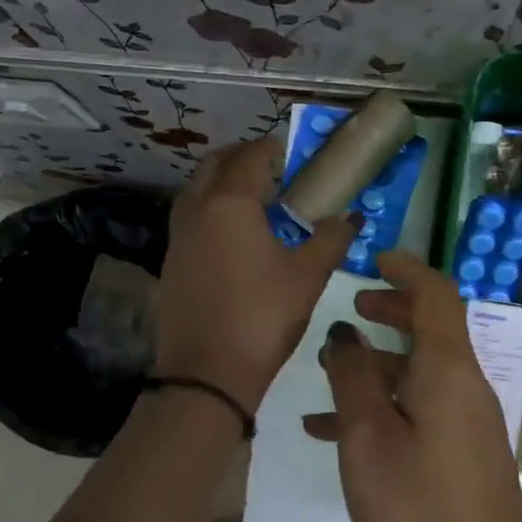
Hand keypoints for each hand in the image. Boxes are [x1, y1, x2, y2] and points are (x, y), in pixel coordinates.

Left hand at [155, 138, 358, 411]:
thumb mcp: (308, 277)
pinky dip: (210, 212)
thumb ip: (331, 239)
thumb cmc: (263, 316)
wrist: (207, 373)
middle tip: (272, 169)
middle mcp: (196, 209)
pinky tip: (233, 238)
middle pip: (215, 166)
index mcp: (230, 203)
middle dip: (242, 159)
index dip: (272, 149)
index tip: (291, 151)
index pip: (250, 157)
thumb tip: (351, 217)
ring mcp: (177, 237)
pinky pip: (190, 220)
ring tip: (254, 201)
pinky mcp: (170, 263)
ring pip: (197, 192)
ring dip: (222, 184)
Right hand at [304, 250, 521, 521]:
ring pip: (420, 376)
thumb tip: (345, 334)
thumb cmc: (418, 513)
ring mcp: (470, 427)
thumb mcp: (369, 440)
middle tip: (352, 310)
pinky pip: (421, 414)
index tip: (375, 259)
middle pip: (432, 332)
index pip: (437, 297)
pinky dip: (384, 410)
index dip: (407, 271)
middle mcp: (467, 389)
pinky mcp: (465, 460)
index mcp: (449, 373)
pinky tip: (334, 434)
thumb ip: (353, 379)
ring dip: (377, 368)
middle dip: (392, 313)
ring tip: (324, 378)